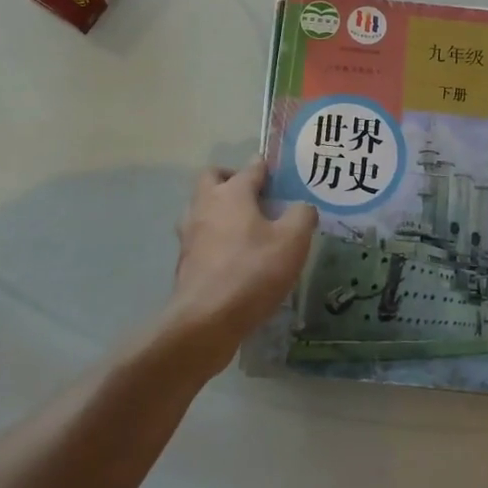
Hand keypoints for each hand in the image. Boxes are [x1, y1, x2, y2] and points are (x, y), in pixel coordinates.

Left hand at [166, 157, 316, 372]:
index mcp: (232, 193)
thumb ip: (302, 216)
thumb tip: (303, 207)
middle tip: (256, 196)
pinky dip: (214, 238)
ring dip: (219, 209)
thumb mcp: (293, 241)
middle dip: (232, 179)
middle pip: (213, 178)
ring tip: (244, 226)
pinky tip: (234, 257)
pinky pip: (200, 237)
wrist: (205, 321)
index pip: (251, 167)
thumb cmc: (252, 272)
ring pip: (201, 207)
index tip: (280, 172)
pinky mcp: (184, 261)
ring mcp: (190, 233)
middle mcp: (205, 205)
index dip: (267, 167)